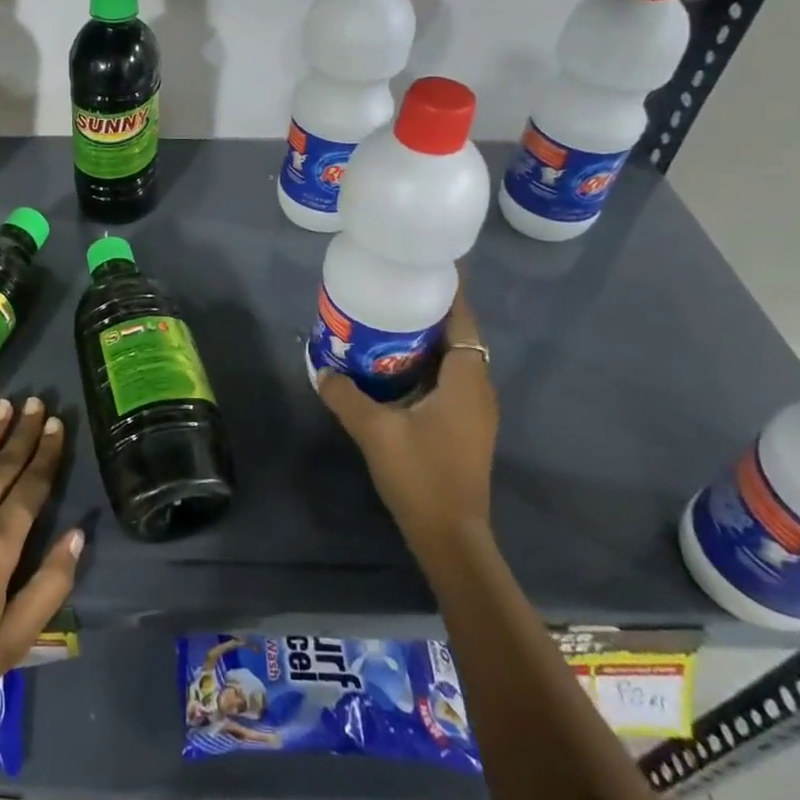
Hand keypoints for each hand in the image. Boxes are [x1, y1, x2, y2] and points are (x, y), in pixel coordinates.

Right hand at [317, 284, 497, 551]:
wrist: (450, 536)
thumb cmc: (420, 475)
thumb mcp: (375, 431)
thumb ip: (346, 396)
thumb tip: (322, 369)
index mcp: (465, 380)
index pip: (463, 319)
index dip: (450, 289)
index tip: (427, 262)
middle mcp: (478, 388)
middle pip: (460, 334)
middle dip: (432, 309)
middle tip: (395, 288)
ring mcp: (476, 411)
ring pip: (456, 359)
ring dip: (430, 338)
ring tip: (391, 321)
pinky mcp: (467, 427)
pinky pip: (451, 379)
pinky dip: (429, 364)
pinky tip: (397, 368)